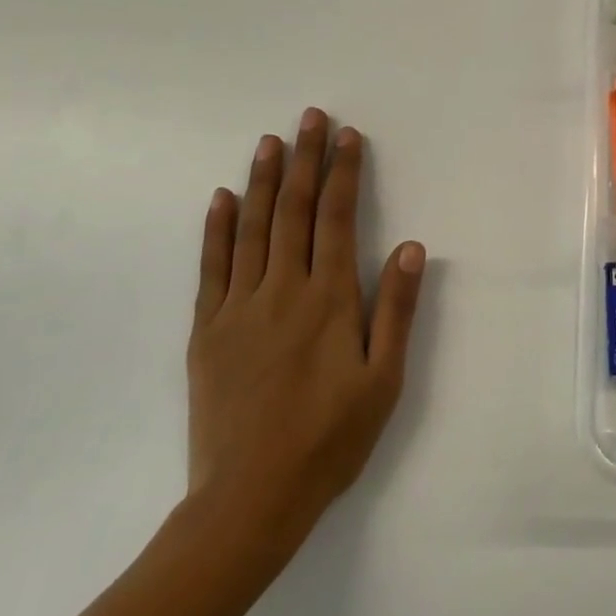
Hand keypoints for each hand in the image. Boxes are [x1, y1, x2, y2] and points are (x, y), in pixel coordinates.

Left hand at [184, 110, 425, 564]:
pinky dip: (217, 228)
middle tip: (309, 117)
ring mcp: (238, 308)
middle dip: (303, 160)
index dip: (342, 173)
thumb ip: (396, 310)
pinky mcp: (207, 331)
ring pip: (251, 229)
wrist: (249, 499)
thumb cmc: (330, 439)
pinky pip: (211, 267)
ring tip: (269, 141)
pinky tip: (221, 198)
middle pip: (293, 211)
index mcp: (328, 299)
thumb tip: (409, 247)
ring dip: (262, 181)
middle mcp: (282, 290)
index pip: (336, 219)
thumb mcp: (383, 379)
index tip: (347, 136)